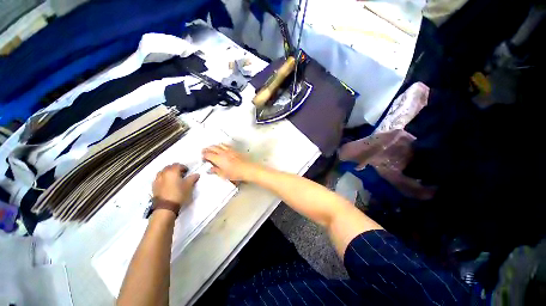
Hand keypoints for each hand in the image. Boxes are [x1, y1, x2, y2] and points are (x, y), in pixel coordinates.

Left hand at [152, 163, 199, 205]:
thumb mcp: (189, 185)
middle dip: (175, 168)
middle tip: (181, 174)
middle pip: (169, 167)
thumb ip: (193, 178)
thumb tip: (196, 174)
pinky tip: (168, 184)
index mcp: (172, 171)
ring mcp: (157, 179)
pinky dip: (164, 178)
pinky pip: (159, 178)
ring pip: (163, 172)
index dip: (184, 167)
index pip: (178, 165)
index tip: (188, 171)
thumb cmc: (179, 193)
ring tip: (174, 178)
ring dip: (168, 173)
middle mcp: (163, 173)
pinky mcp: (154, 186)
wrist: (166, 207)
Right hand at [202, 144, 255, 181]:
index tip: (203, 158)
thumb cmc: (237, 173)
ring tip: (212, 148)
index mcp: (218, 159)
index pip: (207, 154)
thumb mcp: (224, 175)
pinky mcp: (235, 150)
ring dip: (214, 146)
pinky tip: (222, 147)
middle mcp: (223, 153)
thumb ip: (216, 171)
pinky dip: (222, 145)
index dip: (203, 156)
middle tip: (204, 152)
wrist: (248, 169)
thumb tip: (210, 170)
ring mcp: (230, 150)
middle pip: (212, 147)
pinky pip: (226, 145)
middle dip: (207, 149)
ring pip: (219, 145)